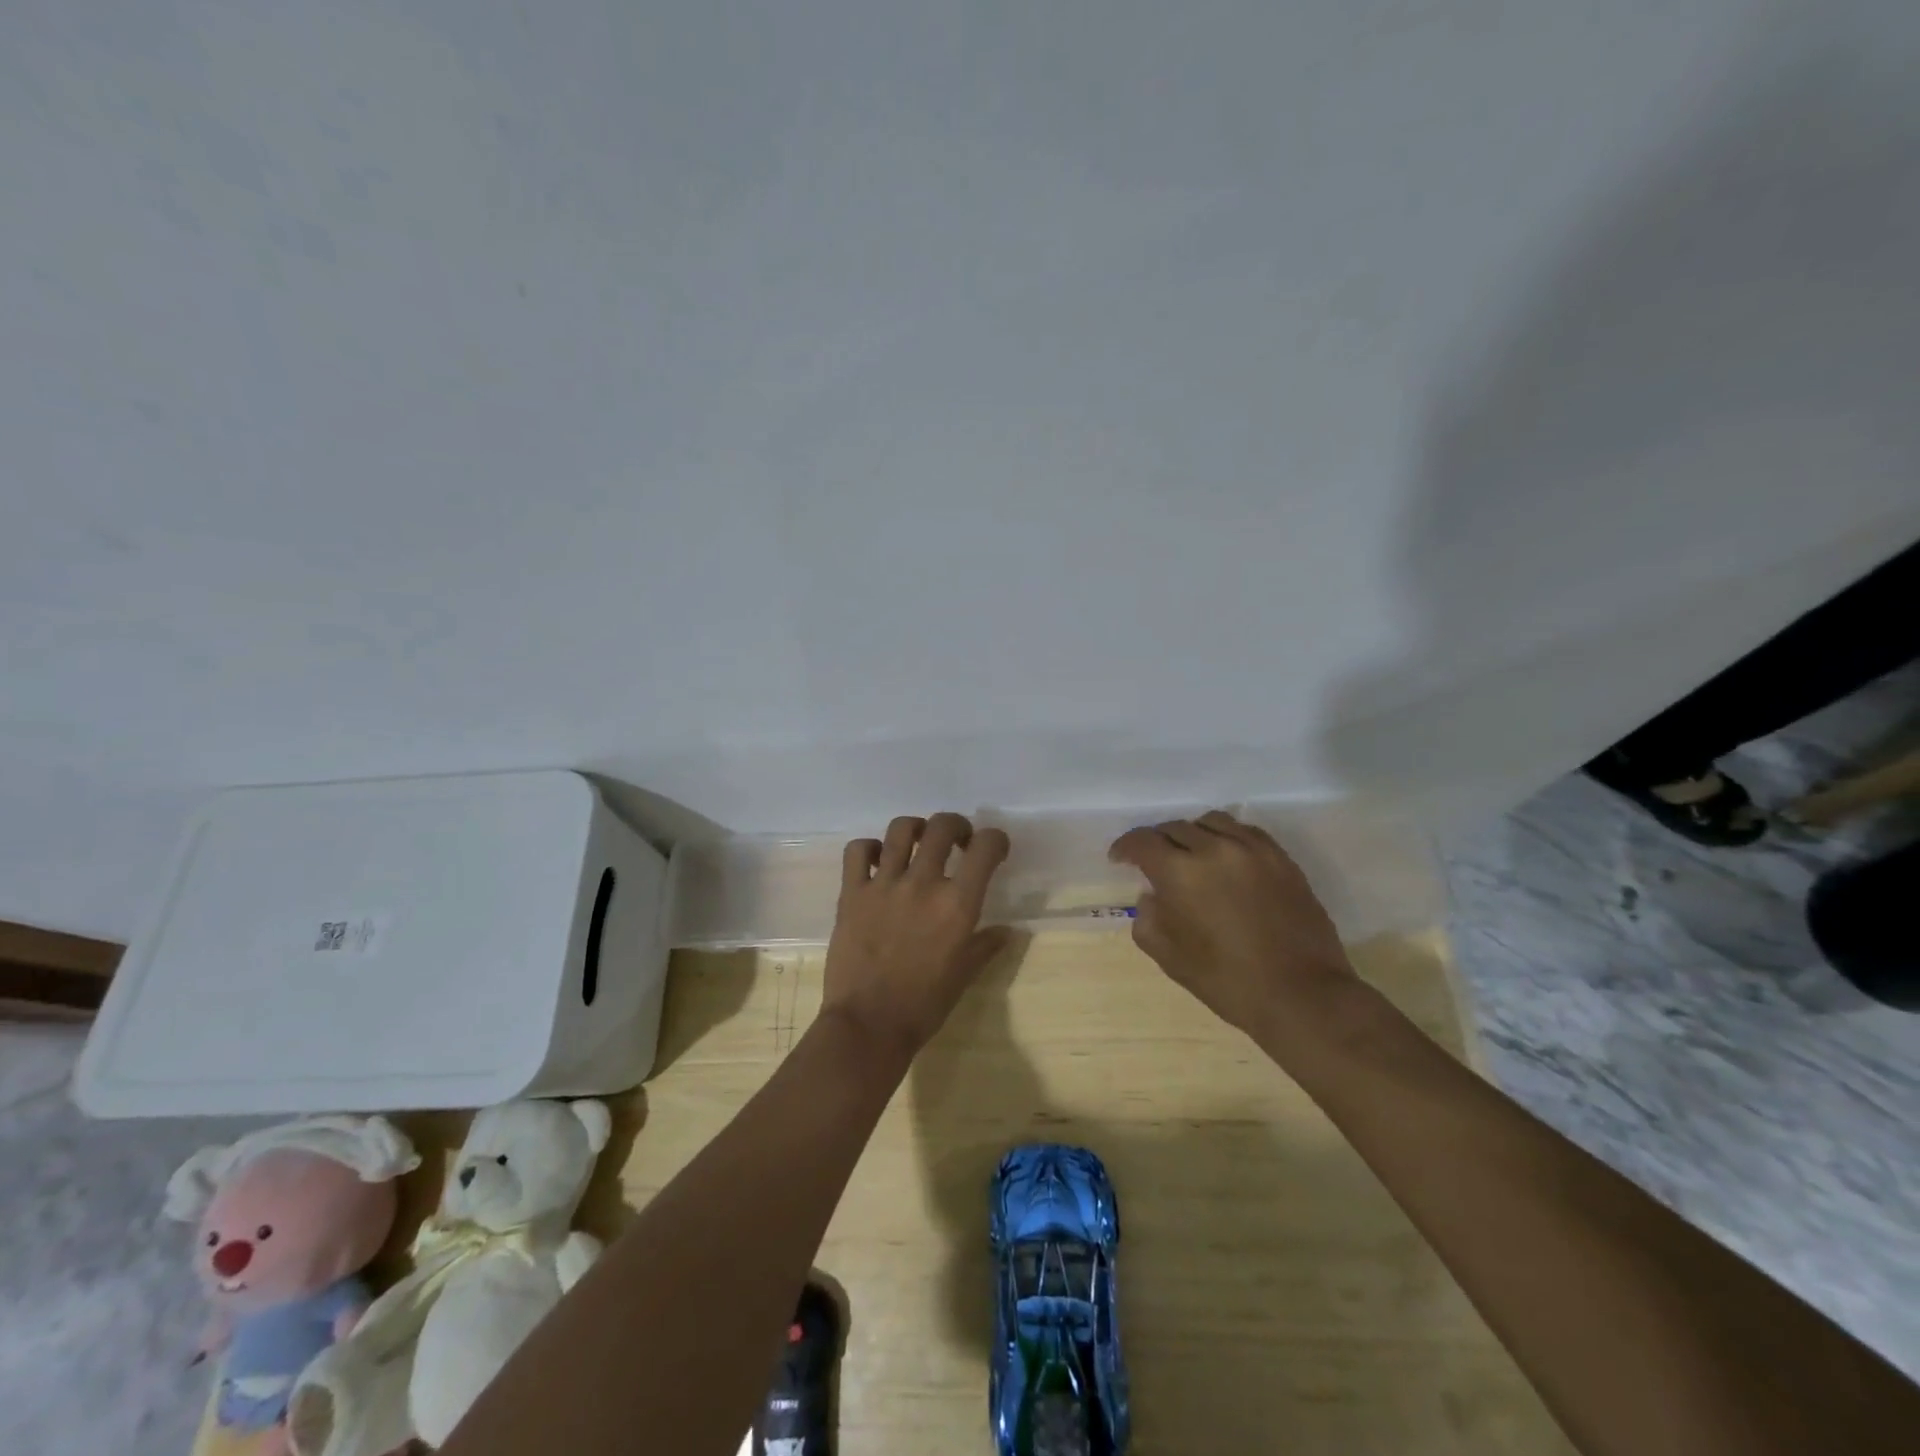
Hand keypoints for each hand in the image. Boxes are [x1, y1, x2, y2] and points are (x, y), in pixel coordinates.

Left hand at [822, 812, 1011, 1064]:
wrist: (868, 1025)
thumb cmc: (924, 1005)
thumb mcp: (964, 975)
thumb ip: (986, 945)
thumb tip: (1009, 931)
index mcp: (957, 904)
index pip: (986, 847)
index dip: (995, 839)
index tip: (992, 849)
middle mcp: (922, 883)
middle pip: (942, 826)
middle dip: (956, 826)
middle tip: (957, 841)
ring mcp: (884, 885)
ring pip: (901, 829)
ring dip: (915, 828)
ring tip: (917, 842)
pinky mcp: (851, 892)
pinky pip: (857, 850)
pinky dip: (869, 848)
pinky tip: (876, 862)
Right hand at [1109, 810, 1355, 1044]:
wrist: (1302, 995)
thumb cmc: (1227, 981)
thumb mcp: (1169, 957)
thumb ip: (1148, 918)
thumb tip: (1152, 895)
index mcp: (1180, 872)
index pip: (1142, 841)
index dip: (1125, 848)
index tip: (1119, 859)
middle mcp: (1214, 848)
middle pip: (1175, 827)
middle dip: (1157, 842)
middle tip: (1153, 862)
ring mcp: (1252, 849)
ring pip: (1210, 822)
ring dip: (1192, 834)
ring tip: (1191, 854)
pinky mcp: (1280, 857)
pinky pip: (1244, 831)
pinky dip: (1226, 838)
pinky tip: (1226, 859)